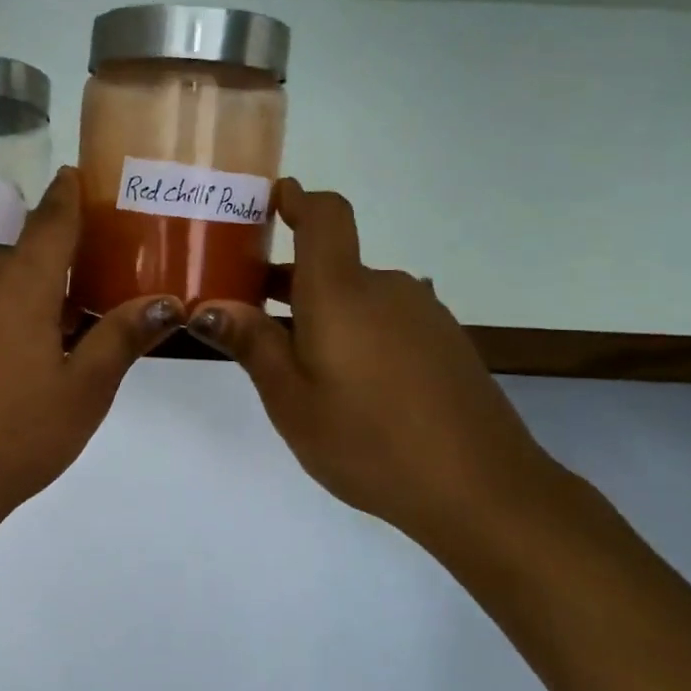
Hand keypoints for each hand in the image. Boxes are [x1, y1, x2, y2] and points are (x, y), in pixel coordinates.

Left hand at [0, 168, 184, 536]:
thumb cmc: (14, 436)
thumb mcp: (83, 391)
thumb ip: (121, 338)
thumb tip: (166, 302)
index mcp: (19, 284)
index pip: (51, 220)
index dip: (68, 195)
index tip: (79, 175)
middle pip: (26, 260)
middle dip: (61, 271)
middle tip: (96, 299)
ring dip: (28, 301)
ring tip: (57, 342)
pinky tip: (7, 368)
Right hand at [187, 182, 559, 550]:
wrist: (483, 491)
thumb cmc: (369, 441)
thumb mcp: (291, 400)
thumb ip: (252, 344)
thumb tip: (208, 306)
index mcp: (342, 292)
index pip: (325, 215)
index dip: (296, 199)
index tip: (266, 203)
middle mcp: (385, 288)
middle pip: (331, 263)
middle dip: (286, 280)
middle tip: (246, 316)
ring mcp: (422, 314)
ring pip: (357, 296)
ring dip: (321, 312)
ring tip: (294, 365)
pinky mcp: (445, 342)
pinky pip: (385, 319)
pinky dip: (356, 332)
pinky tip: (350, 387)